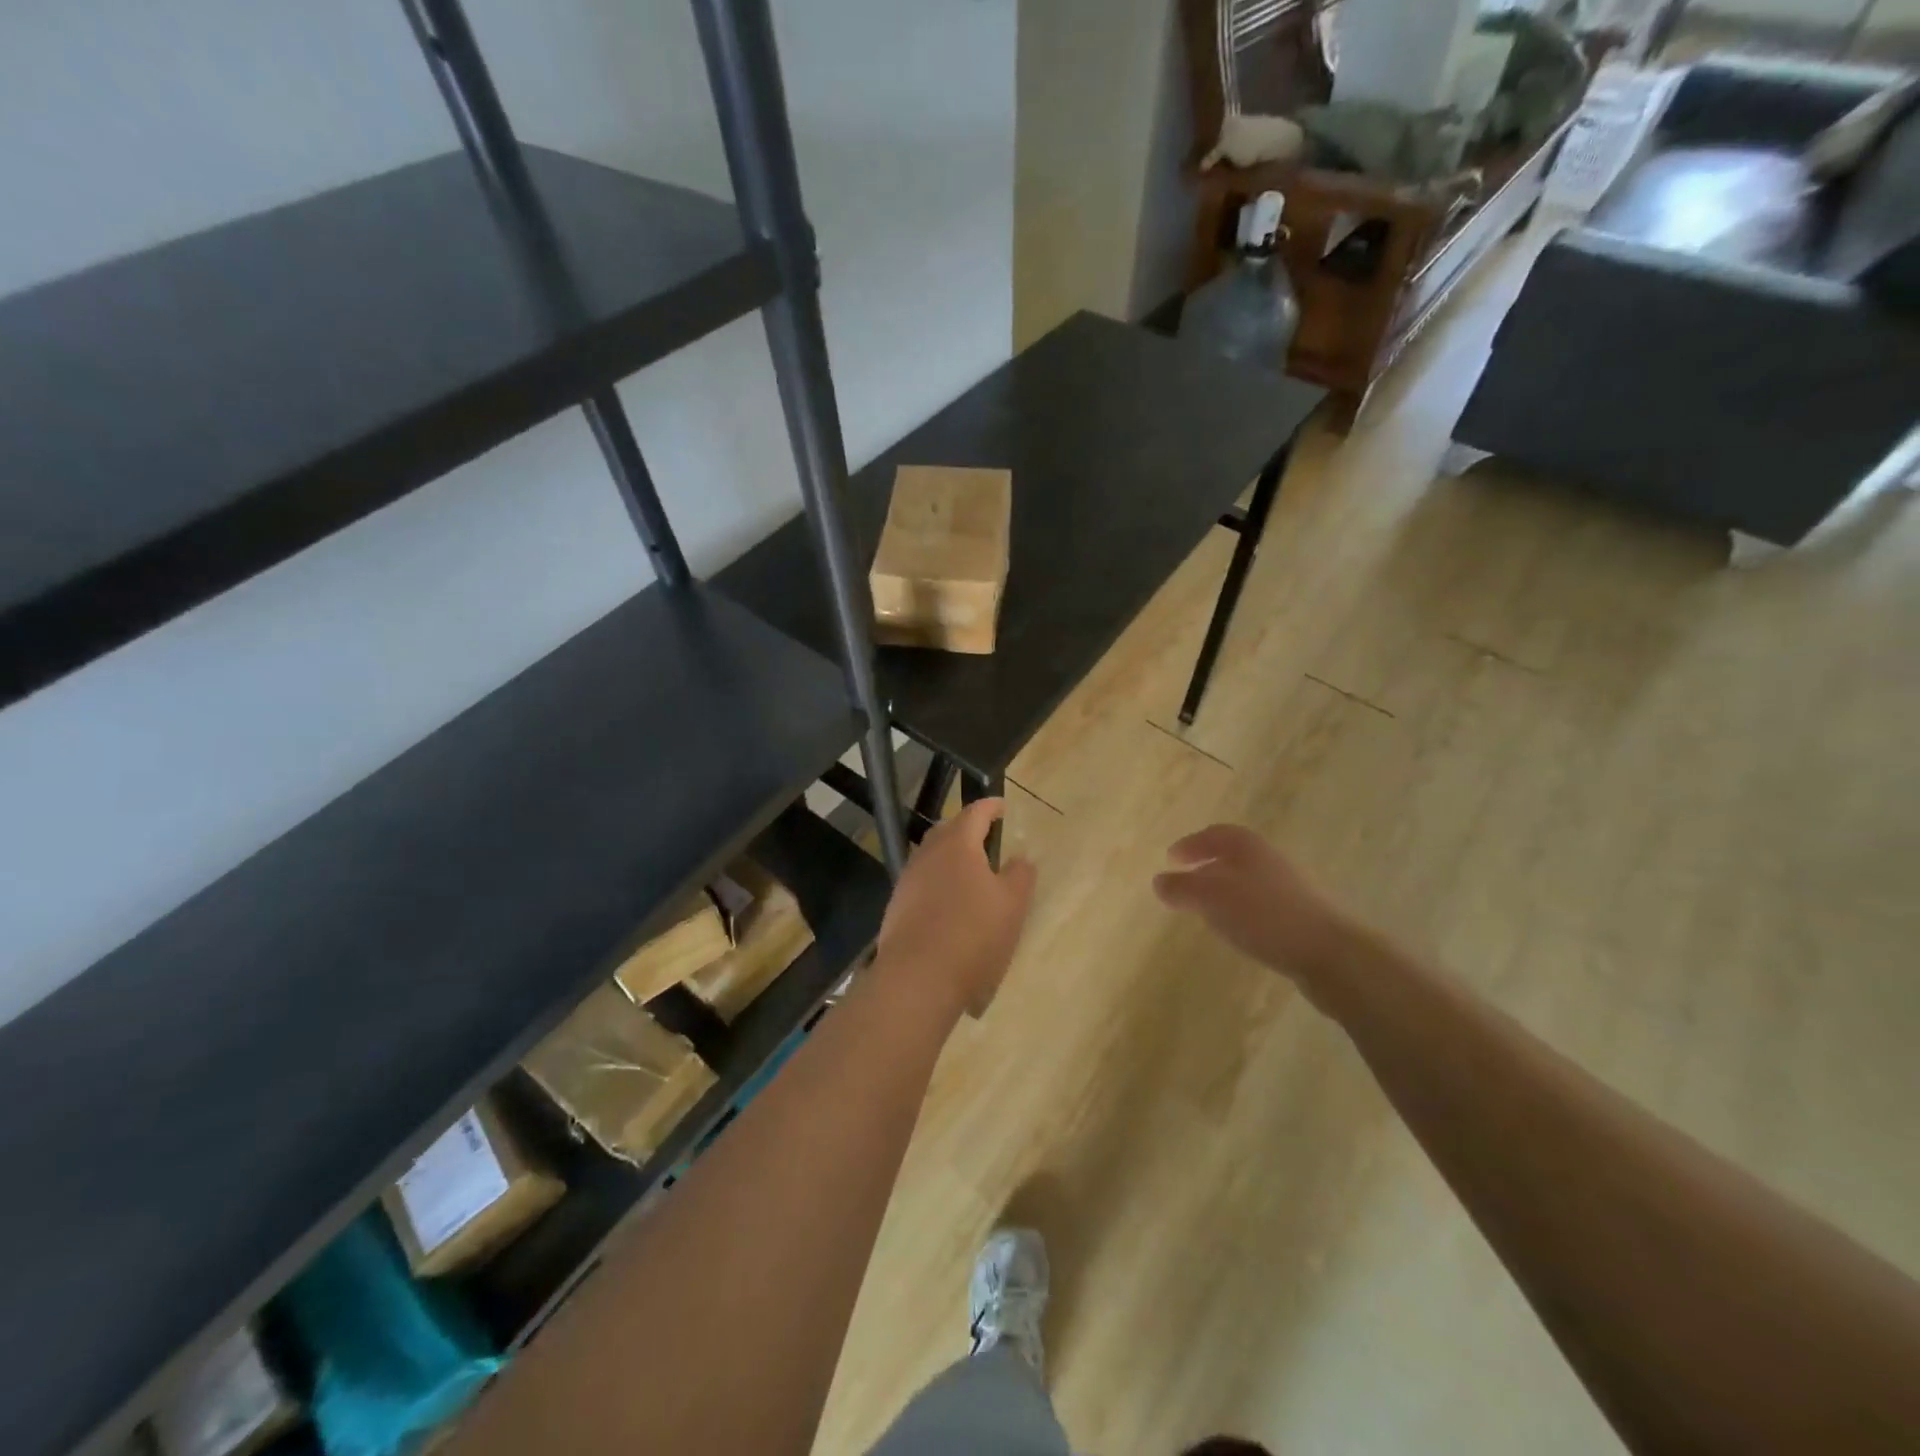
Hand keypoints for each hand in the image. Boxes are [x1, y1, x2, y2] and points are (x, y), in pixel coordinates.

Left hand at [876, 798, 1036, 1018]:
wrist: (918, 979)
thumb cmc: (973, 935)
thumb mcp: (1012, 905)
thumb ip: (1020, 875)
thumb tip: (1020, 858)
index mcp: (957, 844)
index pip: (975, 813)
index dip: (991, 807)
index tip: (1002, 806)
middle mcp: (928, 854)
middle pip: (947, 831)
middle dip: (966, 830)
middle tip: (986, 838)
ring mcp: (908, 881)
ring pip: (931, 858)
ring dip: (950, 859)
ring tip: (970, 875)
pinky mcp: (896, 908)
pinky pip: (921, 884)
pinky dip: (938, 885)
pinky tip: (949, 907)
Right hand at [1153, 824, 1352, 983]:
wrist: (1331, 953)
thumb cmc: (1264, 916)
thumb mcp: (1212, 900)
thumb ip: (1182, 888)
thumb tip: (1159, 881)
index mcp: (1247, 846)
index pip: (1214, 834)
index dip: (1190, 844)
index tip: (1171, 859)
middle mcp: (1269, 859)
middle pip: (1232, 855)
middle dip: (1206, 866)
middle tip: (1185, 882)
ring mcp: (1289, 887)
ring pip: (1247, 880)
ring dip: (1224, 889)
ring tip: (1205, 909)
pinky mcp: (1300, 914)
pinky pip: (1261, 903)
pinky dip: (1241, 909)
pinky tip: (1237, 930)